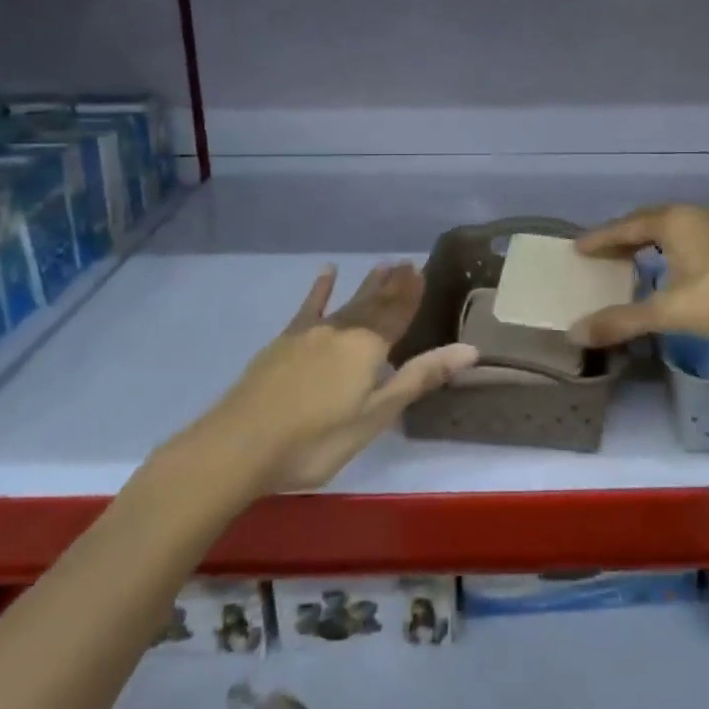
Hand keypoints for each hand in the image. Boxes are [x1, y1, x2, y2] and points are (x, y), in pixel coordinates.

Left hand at [168, 263, 475, 493]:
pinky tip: (326, 273)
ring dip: (366, 285)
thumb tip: (469, 349)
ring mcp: (309, 334)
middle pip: (373, 304)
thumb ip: (419, 378)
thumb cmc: (316, 440)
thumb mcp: (375, 415)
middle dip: (392, 285)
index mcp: (368, 347)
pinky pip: (308, 309)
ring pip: (346, 303)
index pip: (397, 314)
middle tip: (406, 263)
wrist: (239, 446)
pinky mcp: (283, 343)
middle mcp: (342, 331)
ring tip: (381, 266)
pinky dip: (319, 291)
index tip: (421, 270)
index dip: (411, 294)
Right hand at [571, 205, 708, 347]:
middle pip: (649, 222)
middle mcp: (696, 215)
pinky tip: (673, 268)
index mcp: (675, 221)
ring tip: (631, 260)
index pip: (626, 226)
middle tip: (601, 254)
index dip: (601, 239)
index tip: (578, 249)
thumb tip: (575, 332)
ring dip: (649, 242)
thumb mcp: (671, 312)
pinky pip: (691, 238)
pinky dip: (671, 249)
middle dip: (623, 237)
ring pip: (673, 229)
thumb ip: (623, 320)